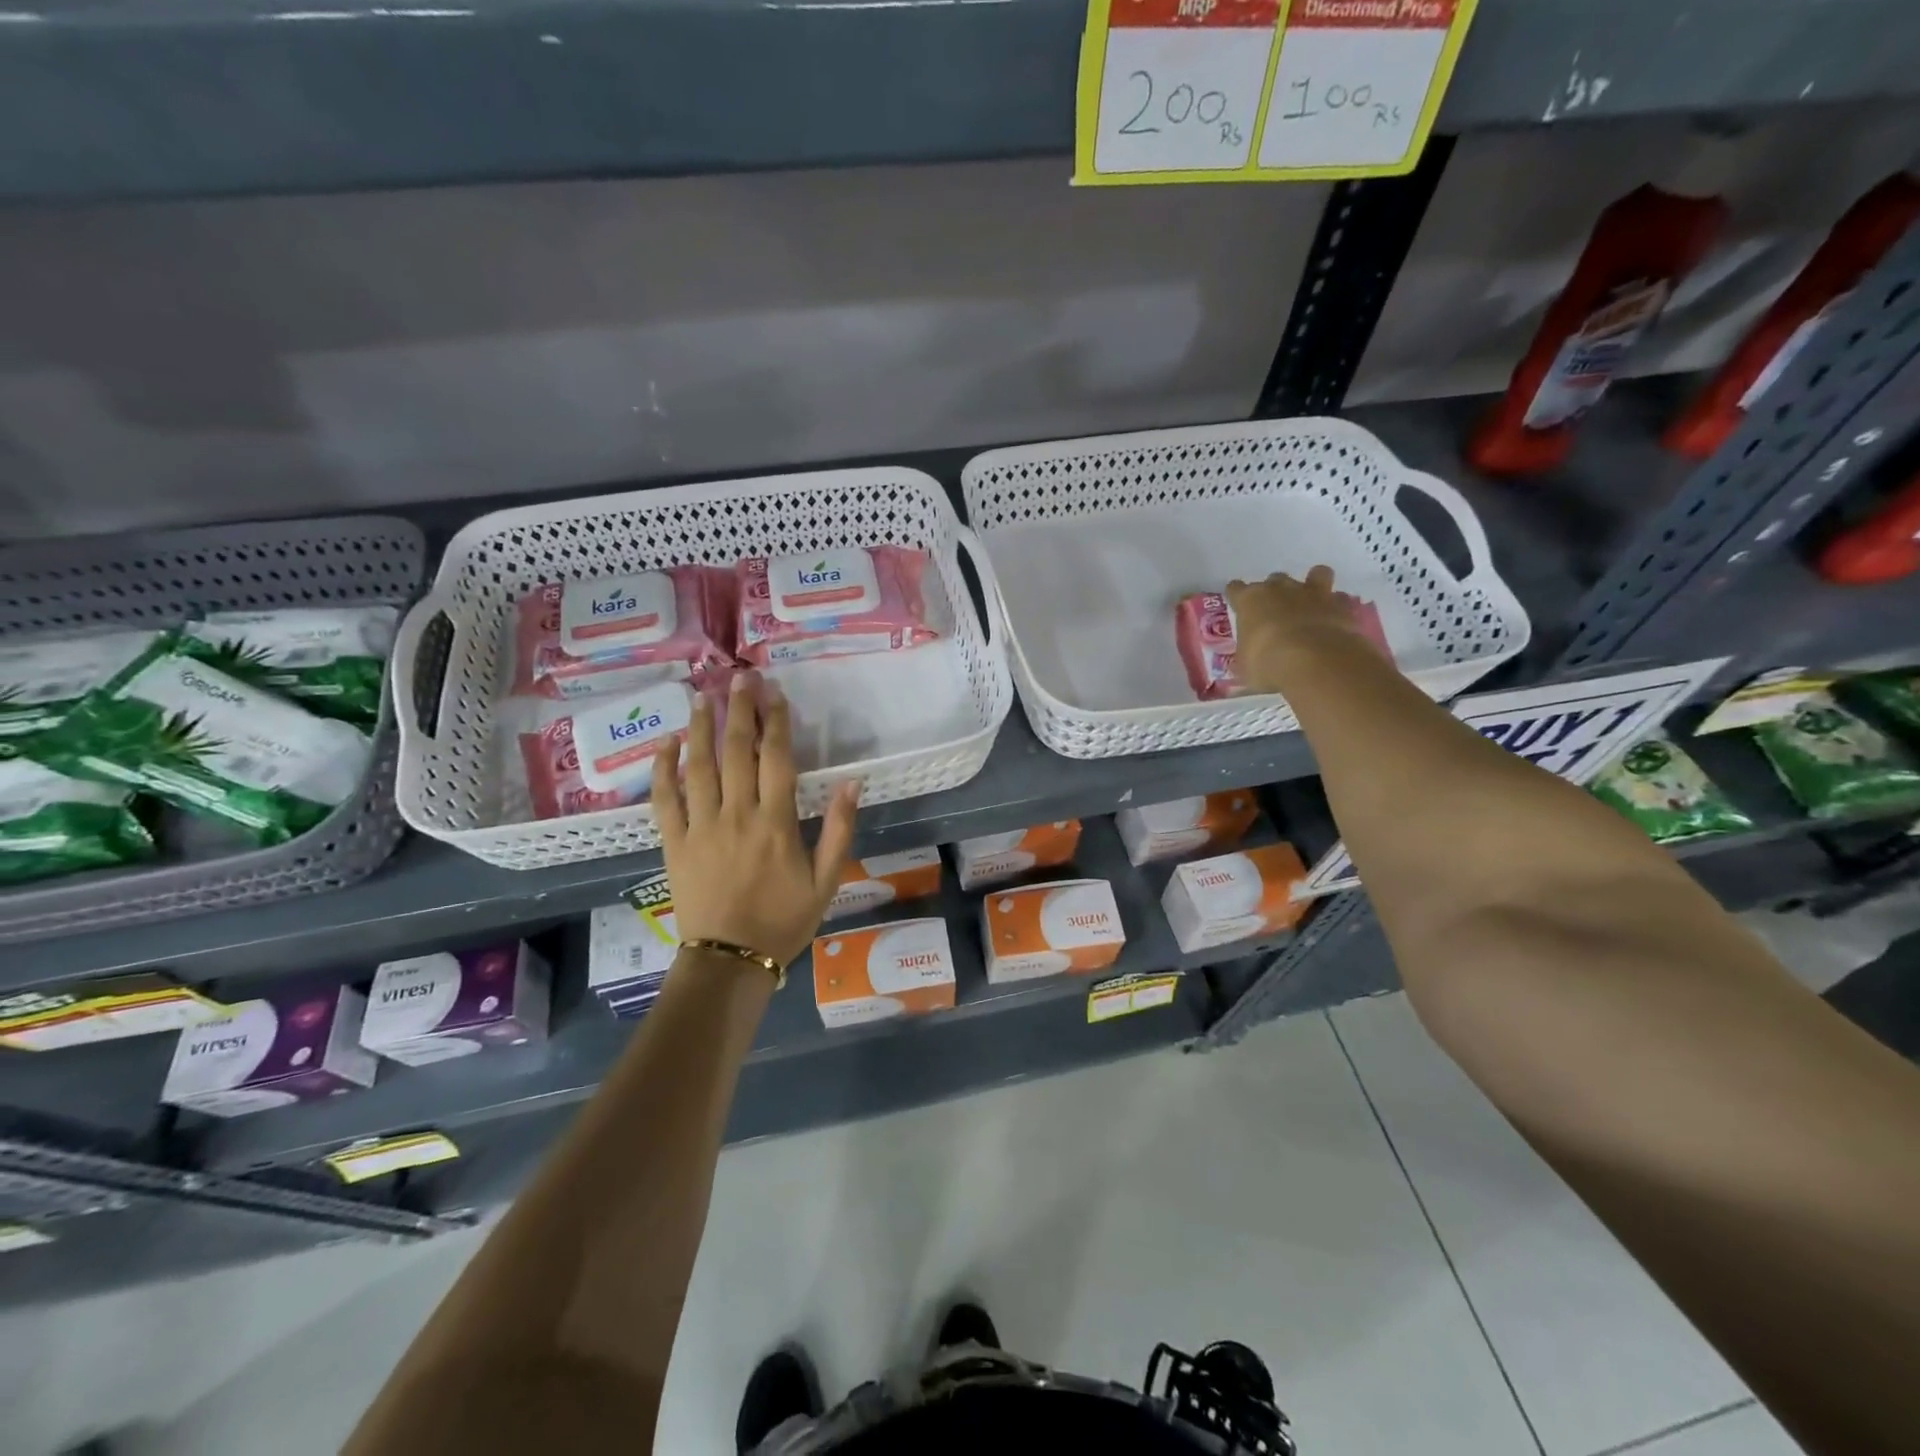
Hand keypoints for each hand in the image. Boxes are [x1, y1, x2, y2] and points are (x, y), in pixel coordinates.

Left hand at [652, 672, 859, 968]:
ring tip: (701, 698)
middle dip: (739, 711)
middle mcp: (737, 814)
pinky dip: (663, 769)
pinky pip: (664, 799)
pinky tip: (666, 744)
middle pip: (736, 751)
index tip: (776, 694)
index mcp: (776, 822)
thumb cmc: (784, 920)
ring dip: (700, 728)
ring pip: (698, 766)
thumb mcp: (826, 881)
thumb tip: (852, 783)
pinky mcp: (674, 842)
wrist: (731, 959)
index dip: (777, 722)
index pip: (776, 758)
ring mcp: (701, 826)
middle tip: (739, 678)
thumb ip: (839, 830)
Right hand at [1226, 565, 1381, 693]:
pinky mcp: (1340, 604)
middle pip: (1274, 580)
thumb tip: (1248, 659)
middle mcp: (1280, 589)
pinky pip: (1338, 598)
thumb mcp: (1245, 666)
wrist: (1315, 661)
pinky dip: (1336, 606)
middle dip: (1275, 593)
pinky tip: (1333, 619)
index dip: (1237, 598)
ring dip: (1313, 585)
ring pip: (1315, 574)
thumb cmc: (1267, 662)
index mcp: (1250, 600)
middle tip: (1275, 614)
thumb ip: (1247, 655)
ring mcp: (1312, 593)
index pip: (1236, 589)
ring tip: (1311, 603)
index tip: (1239, 608)